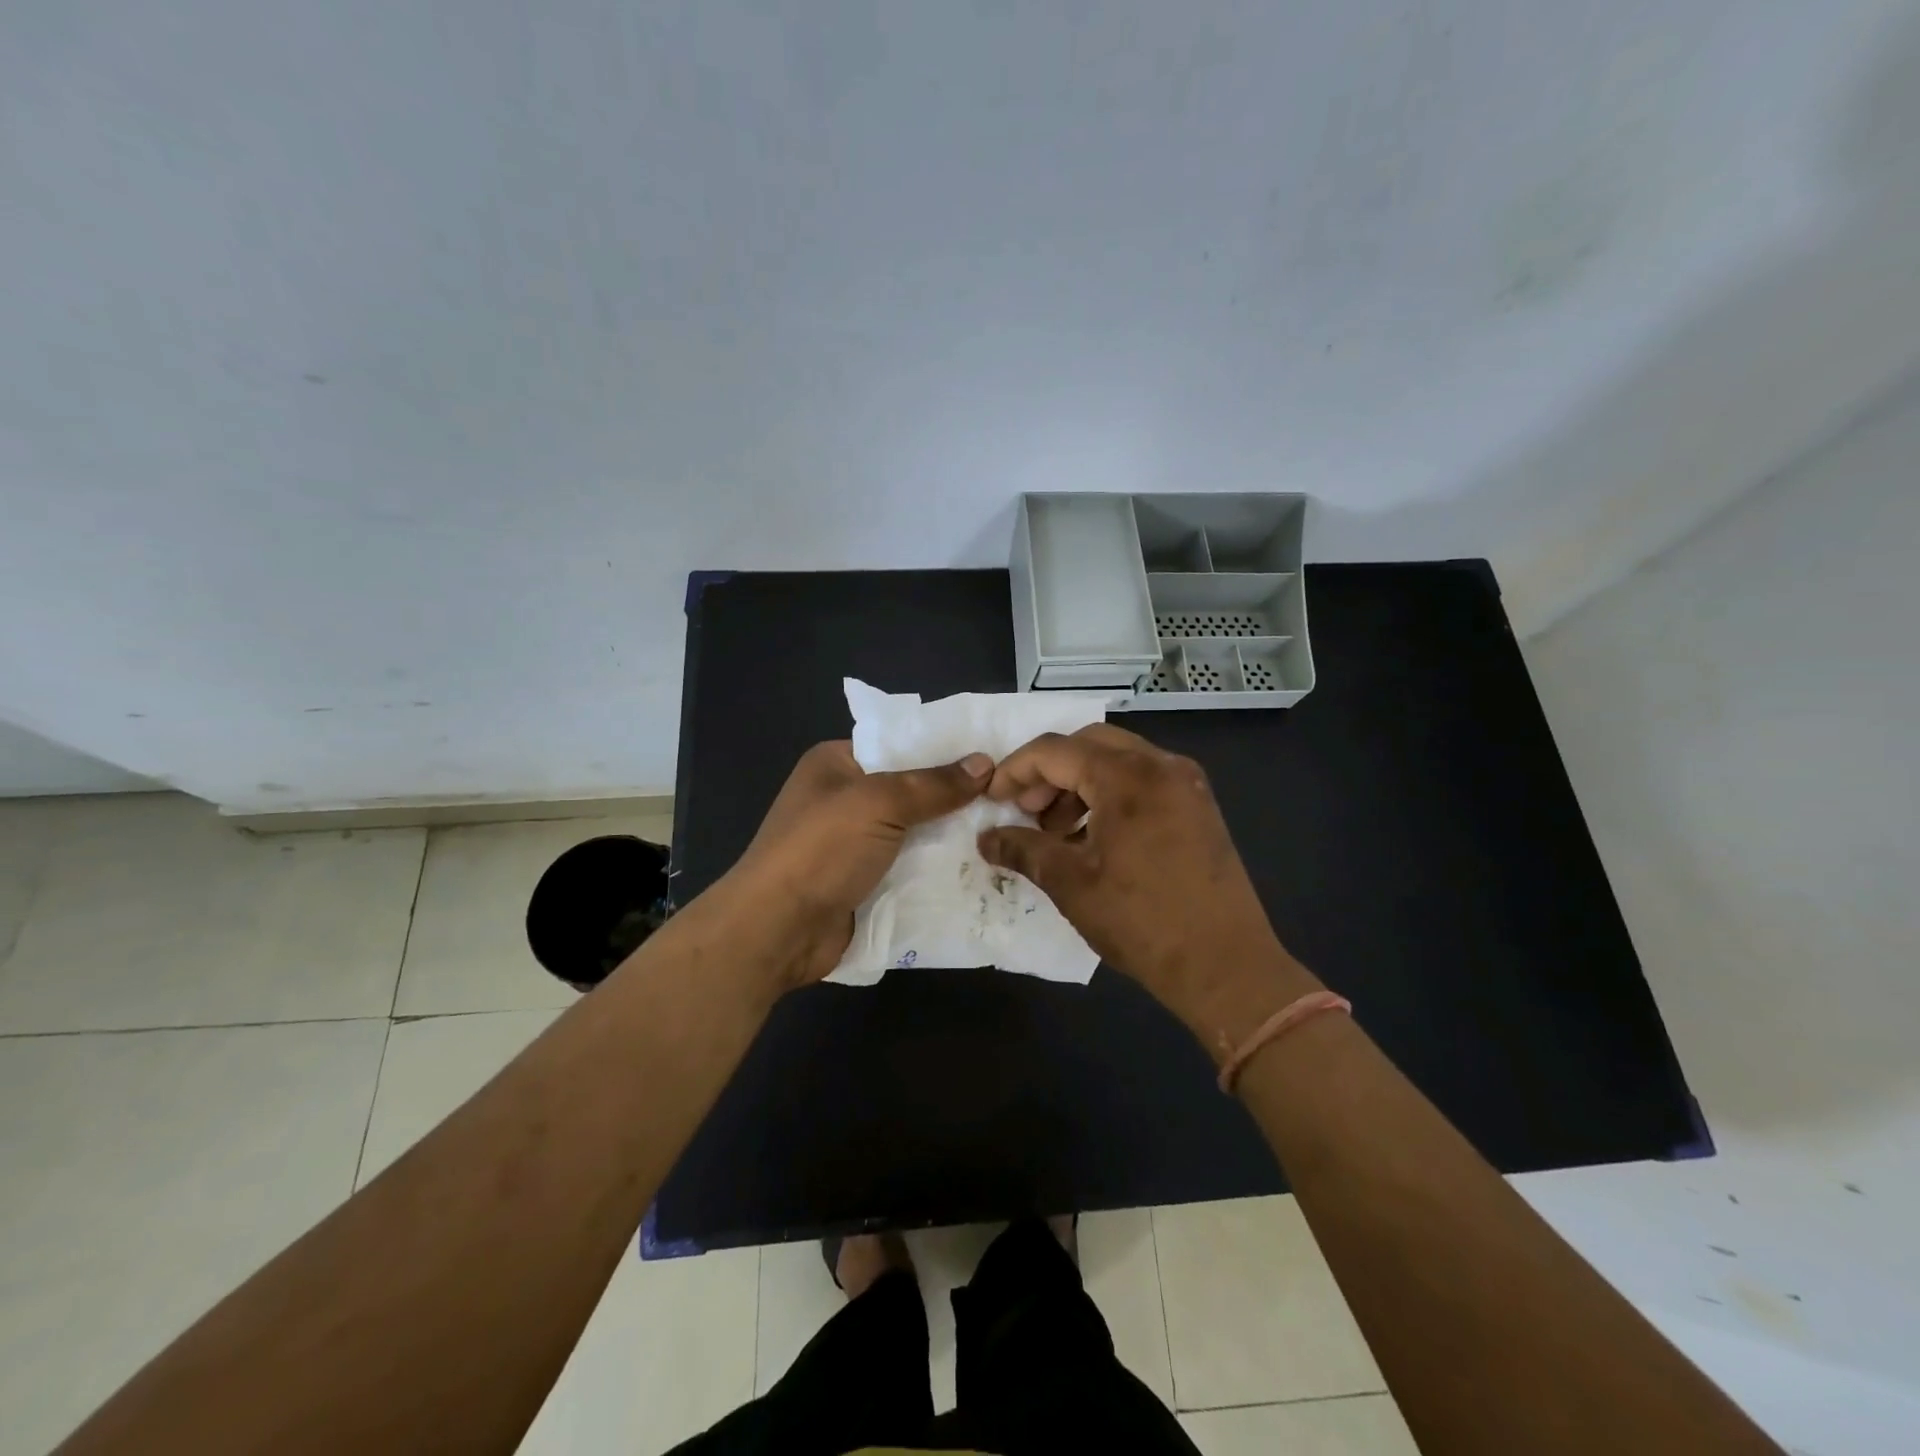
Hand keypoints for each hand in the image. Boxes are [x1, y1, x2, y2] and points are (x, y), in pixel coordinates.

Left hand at [723, 740, 992, 987]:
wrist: (777, 930)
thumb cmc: (821, 850)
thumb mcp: (878, 802)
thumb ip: (933, 784)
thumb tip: (986, 763)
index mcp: (838, 763)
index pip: (901, 743)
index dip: (946, 749)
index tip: (996, 754)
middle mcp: (846, 799)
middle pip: (912, 790)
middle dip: (957, 796)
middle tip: (1013, 796)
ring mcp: (855, 844)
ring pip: (916, 831)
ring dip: (953, 836)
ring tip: (1011, 829)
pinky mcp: (865, 882)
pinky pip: (911, 867)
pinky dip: (940, 868)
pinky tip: (984, 866)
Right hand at [977, 725, 1319, 1062]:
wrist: (1225, 965)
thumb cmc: (1141, 921)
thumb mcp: (1070, 884)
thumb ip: (1023, 849)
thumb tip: (985, 840)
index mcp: (1128, 776)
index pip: (1056, 750)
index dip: (1016, 770)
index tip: (992, 798)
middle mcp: (1161, 765)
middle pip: (1088, 744)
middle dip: (1049, 772)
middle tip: (1026, 811)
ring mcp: (1186, 784)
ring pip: (1118, 759)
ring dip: (1079, 783)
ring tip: (1056, 831)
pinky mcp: (1198, 807)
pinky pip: (1143, 780)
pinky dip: (1110, 794)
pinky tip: (1094, 837)